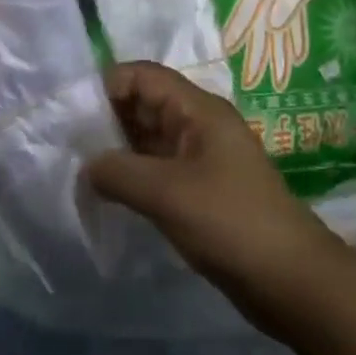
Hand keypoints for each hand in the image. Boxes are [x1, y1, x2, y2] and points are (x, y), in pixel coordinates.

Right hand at [87, 62, 352, 336]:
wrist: (290, 278)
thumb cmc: (229, 221)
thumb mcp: (167, 193)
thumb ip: (119, 172)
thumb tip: (86, 165)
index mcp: (199, 110)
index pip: (145, 76)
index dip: (108, 85)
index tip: (70, 111)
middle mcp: (200, 125)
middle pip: (147, 103)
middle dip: (108, 117)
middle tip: (65, 141)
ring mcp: (202, 158)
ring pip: (151, 138)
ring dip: (118, 149)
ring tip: (77, 166)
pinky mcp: (202, 190)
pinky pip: (159, 168)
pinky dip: (134, 174)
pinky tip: (108, 193)